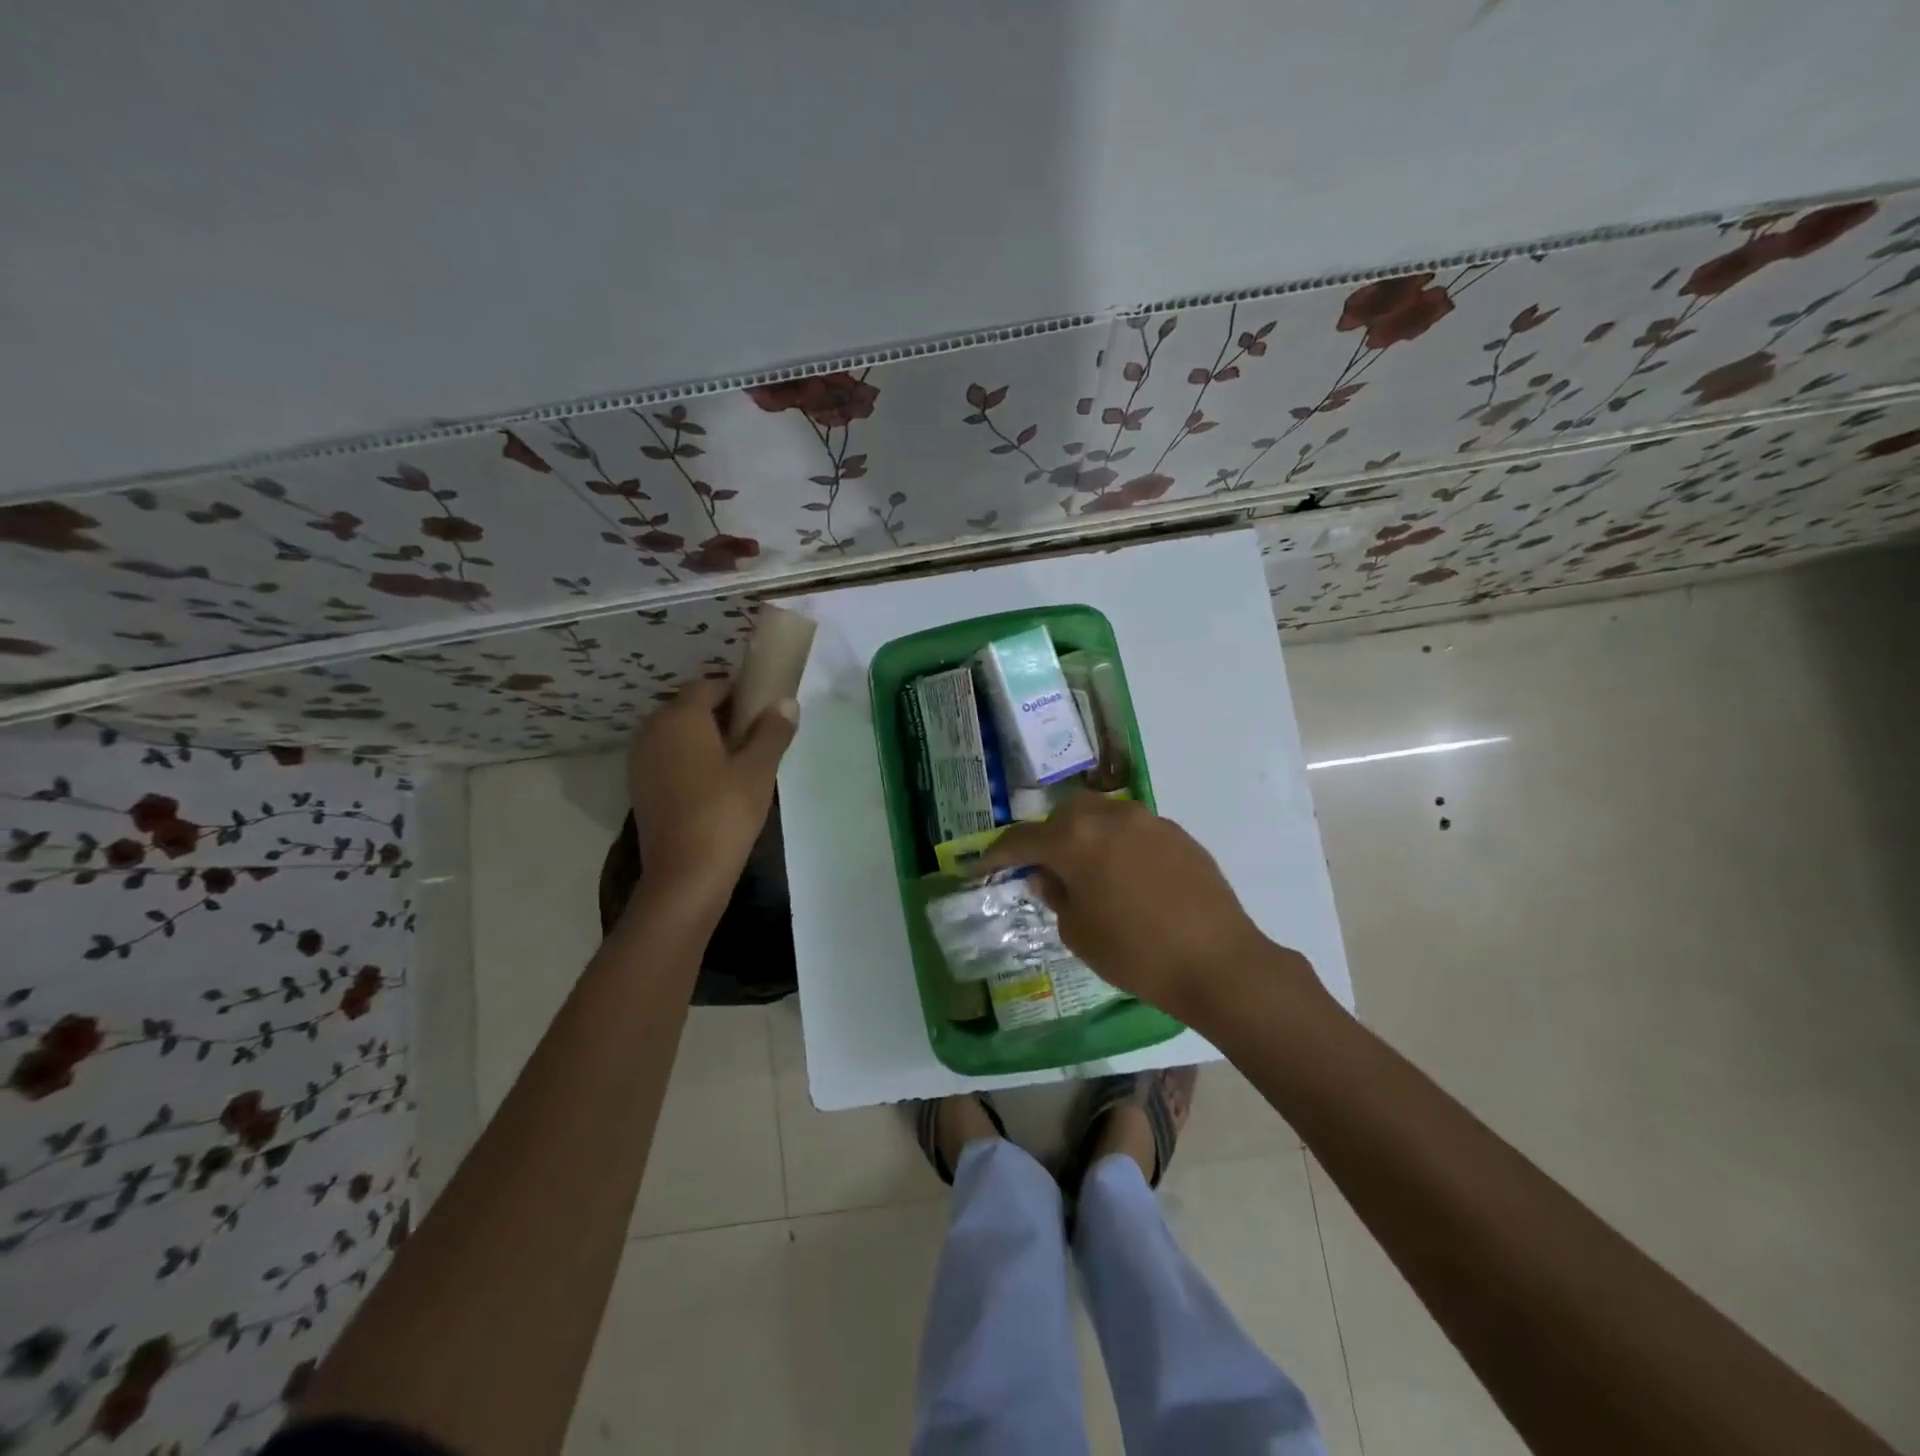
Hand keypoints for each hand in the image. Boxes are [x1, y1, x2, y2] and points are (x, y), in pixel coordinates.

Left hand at [627, 679, 797, 913]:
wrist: (685, 874)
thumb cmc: (725, 812)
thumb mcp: (758, 769)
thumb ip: (773, 731)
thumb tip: (786, 702)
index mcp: (680, 717)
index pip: (709, 685)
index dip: (739, 692)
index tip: (765, 710)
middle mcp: (652, 730)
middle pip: (690, 707)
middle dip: (722, 714)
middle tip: (757, 736)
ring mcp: (641, 760)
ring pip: (677, 733)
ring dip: (706, 738)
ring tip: (740, 761)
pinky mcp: (640, 787)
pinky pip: (668, 757)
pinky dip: (689, 759)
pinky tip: (715, 783)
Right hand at [973, 793, 1317, 1022]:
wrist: (1218, 962)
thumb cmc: (1136, 954)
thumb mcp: (1079, 933)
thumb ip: (1055, 896)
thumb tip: (1046, 876)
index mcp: (1075, 839)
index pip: (1022, 840)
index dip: (997, 854)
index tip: (981, 865)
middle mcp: (1109, 817)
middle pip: (1064, 815)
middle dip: (1047, 837)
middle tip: (1044, 868)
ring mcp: (1147, 820)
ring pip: (1101, 815)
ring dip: (1084, 835)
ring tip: (1088, 870)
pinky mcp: (1177, 833)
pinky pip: (1133, 829)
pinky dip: (1118, 843)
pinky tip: (1127, 876)